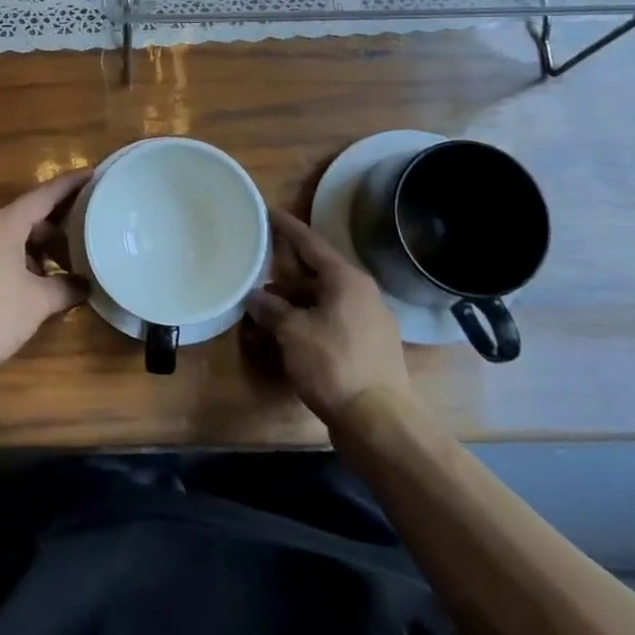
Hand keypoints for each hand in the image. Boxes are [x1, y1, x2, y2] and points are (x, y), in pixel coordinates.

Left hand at [0, 169, 91, 384]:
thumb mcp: (38, 303)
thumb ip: (67, 287)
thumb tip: (85, 284)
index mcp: (3, 224)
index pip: (44, 194)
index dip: (71, 184)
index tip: (93, 173)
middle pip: (25, 216)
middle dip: (56, 228)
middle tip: (83, 240)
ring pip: (8, 235)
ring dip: (34, 248)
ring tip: (58, 271)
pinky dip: (14, 258)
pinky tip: (27, 285)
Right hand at [246, 208, 412, 423]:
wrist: (379, 422)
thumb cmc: (334, 365)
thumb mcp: (292, 333)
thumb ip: (271, 309)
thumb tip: (254, 297)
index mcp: (347, 280)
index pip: (311, 243)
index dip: (287, 228)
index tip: (268, 211)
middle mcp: (362, 294)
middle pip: (317, 274)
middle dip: (285, 276)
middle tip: (257, 270)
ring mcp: (369, 323)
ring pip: (323, 302)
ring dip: (294, 304)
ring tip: (265, 310)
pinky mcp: (369, 349)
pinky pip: (332, 324)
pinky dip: (309, 324)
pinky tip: (288, 337)